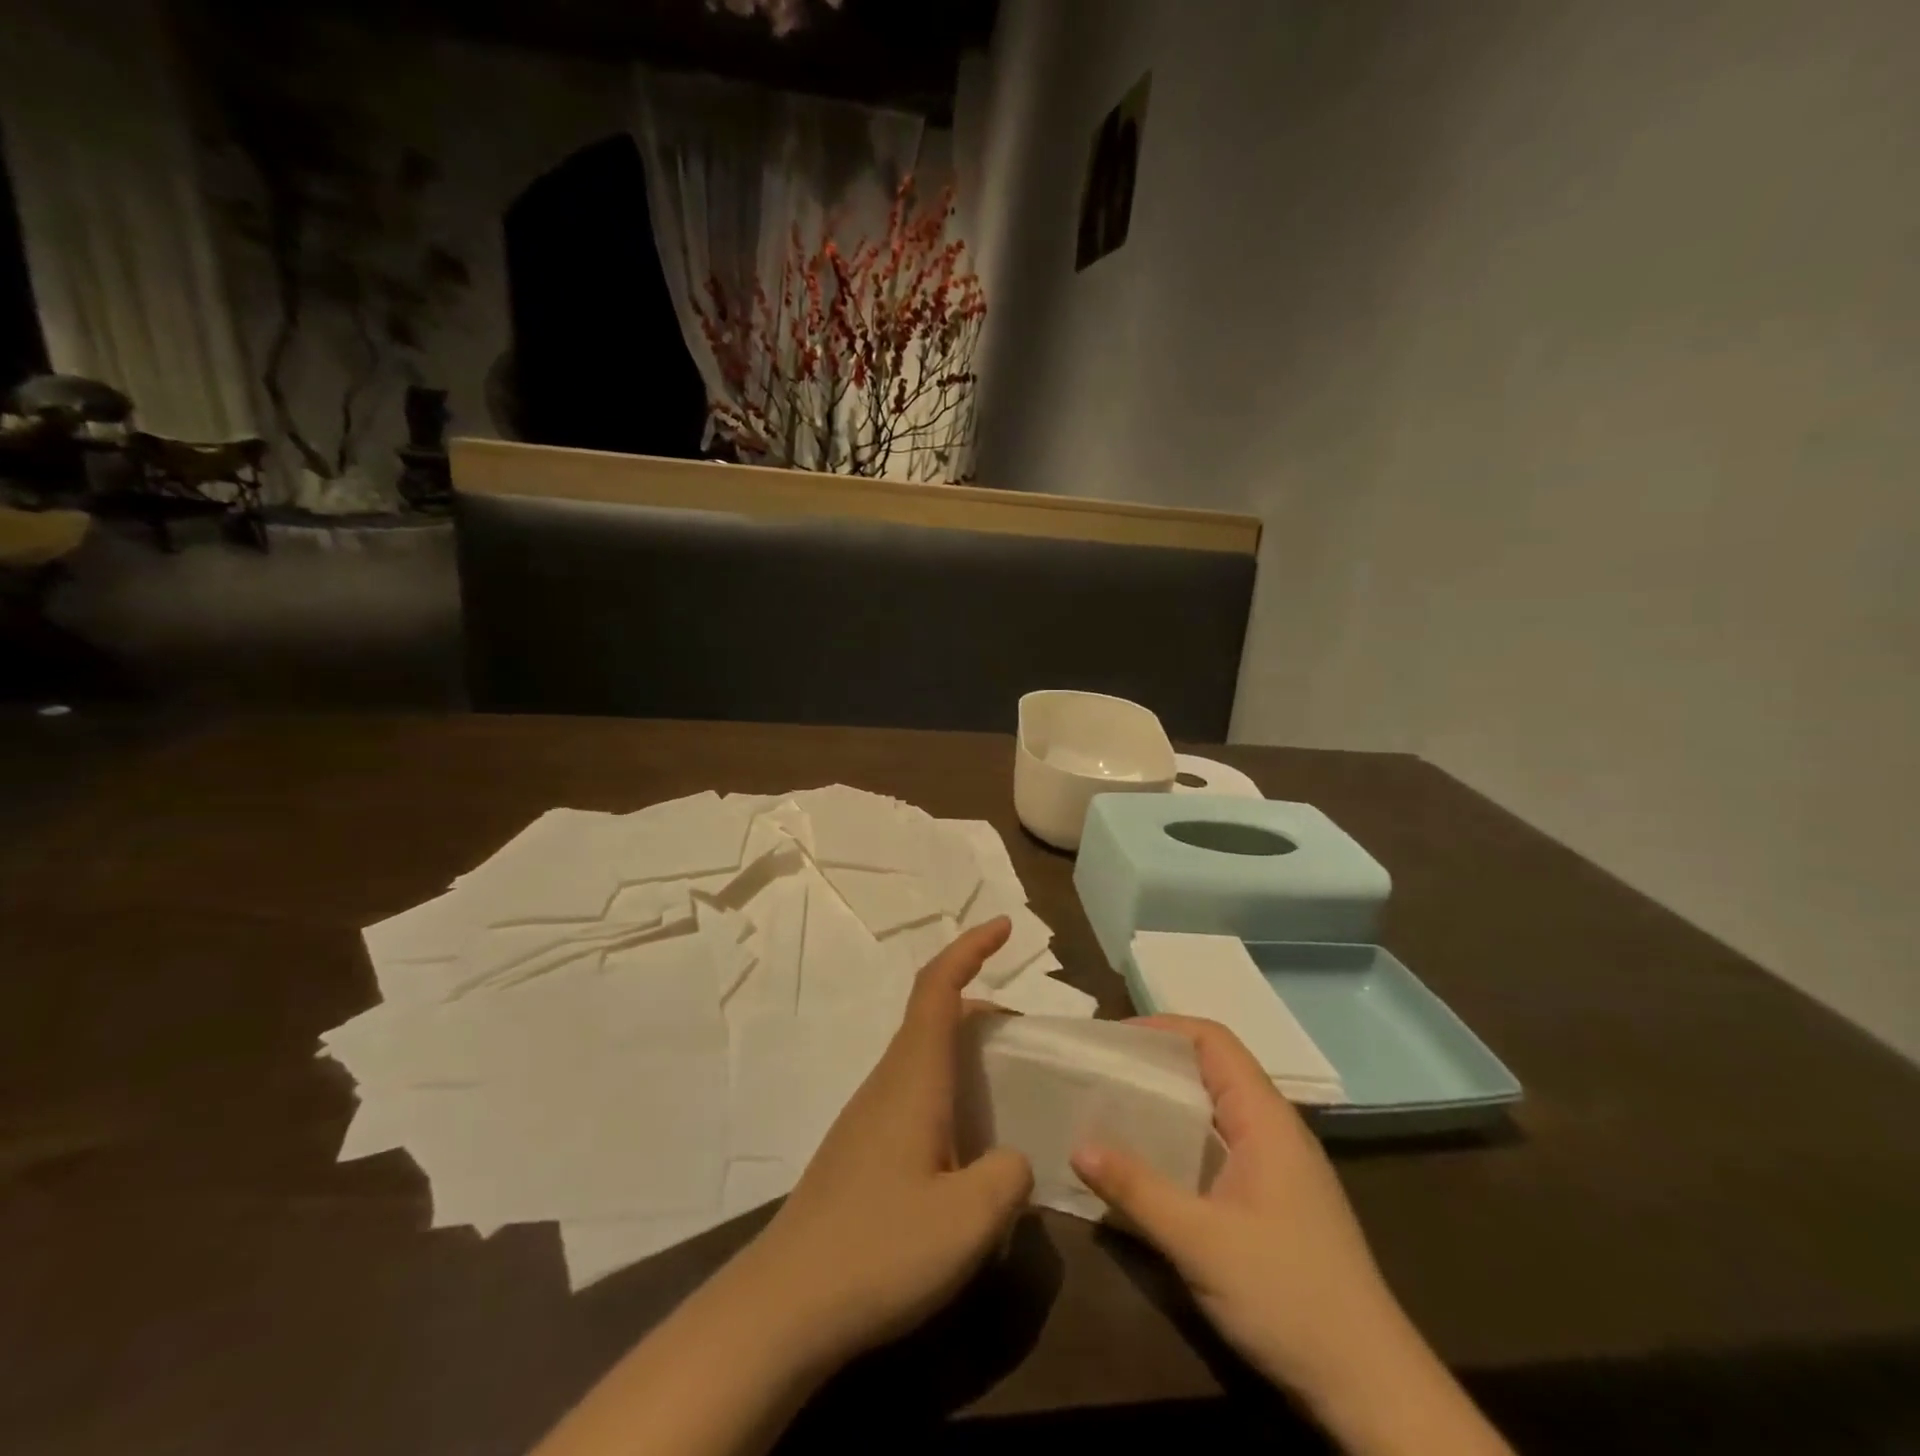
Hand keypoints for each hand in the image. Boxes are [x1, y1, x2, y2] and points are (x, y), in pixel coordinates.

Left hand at [745, 917, 1034, 1368]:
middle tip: (1028, 1039)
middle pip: (935, 1017)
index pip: (939, 987)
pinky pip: (915, 1095)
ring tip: (1007, 1093)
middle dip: (983, 1009)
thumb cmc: (879, 1249)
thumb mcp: (970, 1219)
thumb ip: (1009, 1177)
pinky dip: (950, 1093)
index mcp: (913, 1076)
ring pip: (924, 1058)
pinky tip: (967, 1150)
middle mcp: (888, 1082)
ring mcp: (869, 1116)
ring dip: (967, 1055)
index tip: (1003, 926)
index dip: (971, 948)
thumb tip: (1011, 1160)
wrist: (783, 1306)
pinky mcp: (862, 1151)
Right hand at [1071, 1016, 1411, 1413]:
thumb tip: (1078, 1146)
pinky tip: (1149, 1162)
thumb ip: (1137, 1190)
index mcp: (1265, 1118)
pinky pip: (1219, 1145)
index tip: (1111, 1040)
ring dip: (1166, 1102)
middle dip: (1156, 1063)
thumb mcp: (1201, 1242)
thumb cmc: (1288, 1297)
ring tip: (1113, 1107)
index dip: (1162, 1028)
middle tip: (1101, 1071)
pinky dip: (1181, 1138)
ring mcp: (1277, 1165)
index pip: (1213, 1040)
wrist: (1371, 1389)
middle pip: (1211, 1068)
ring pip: (1214, 1108)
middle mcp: (1273, 1129)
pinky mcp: (1274, 1199)